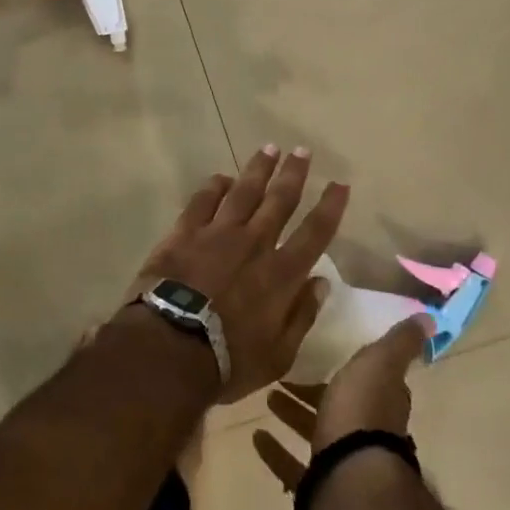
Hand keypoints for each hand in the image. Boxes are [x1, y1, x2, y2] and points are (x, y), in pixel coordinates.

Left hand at [123, 146, 347, 403]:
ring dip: (258, 169)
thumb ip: (301, 316)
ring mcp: (218, 233)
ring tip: (269, 149)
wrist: (169, 346)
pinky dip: (214, 186)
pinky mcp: (185, 231)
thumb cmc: (228, 360)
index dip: (330, 207)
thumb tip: (321, 283)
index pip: (314, 232)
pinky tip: (222, 177)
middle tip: (303, 151)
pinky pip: (203, 200)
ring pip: (244, 191)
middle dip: (294, 174)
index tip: (340, 184)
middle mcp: (254, 244)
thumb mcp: (278, 355)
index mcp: (281, 274)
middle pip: (279, 200)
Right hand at [252, 311, 434, 489]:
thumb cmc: (362, 413)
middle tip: (284, 373)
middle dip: (314, 392)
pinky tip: (257, 437)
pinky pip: (292, 465)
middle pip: (337, 408)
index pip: (370, 382)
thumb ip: (399, 344)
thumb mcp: (379, 364)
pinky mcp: (317, 487)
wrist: (350, 480)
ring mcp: (341, 463)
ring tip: (267, 396)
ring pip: (315, 434)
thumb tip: (429, 319)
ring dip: (293, 415)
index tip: (327, 354)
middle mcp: (364, 434)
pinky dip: (276, 451)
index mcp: (379, 404)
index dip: (352, 370)